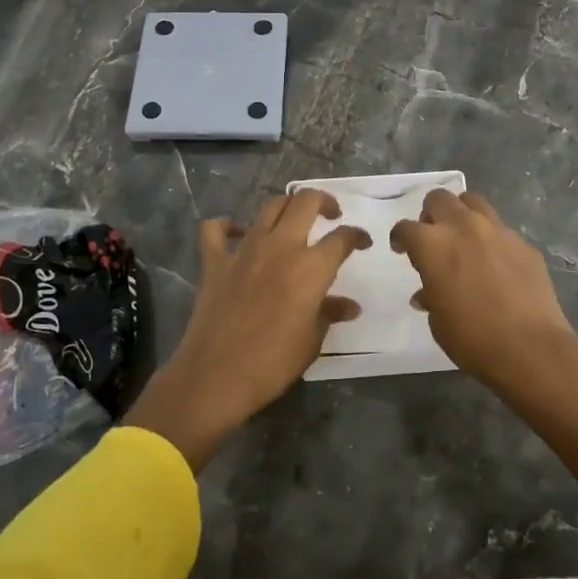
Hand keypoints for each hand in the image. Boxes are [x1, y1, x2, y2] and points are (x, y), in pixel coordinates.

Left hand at [125, 190, 369, 468]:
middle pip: (305, 202)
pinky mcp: (215, 262)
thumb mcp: (312, 341)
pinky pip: (216, 230)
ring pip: (269, 207)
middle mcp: (280, 247)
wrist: (216, 376)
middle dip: (324, 201)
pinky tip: (237, 233)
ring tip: (294, 220)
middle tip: (331, 215)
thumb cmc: (273, 363)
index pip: (342, 238)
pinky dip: (227, 226)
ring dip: (286, 207)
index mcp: (310, 267)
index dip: (356, 236)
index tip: (362, 242)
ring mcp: (244, 250)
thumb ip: (330, 313)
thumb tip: (349, 306)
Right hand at [390, 189, 577, 394]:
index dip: (400, 238)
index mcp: (433, 245)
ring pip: (473, 202)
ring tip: (463, 238)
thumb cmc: (472, 338)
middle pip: (439, 199)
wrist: (530, 348)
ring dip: (462, 214)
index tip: (402, 249)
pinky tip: (495, 263)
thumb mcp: (438, 321)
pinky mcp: (523, 243)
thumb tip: (428, 293)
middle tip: (433, 238)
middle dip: (430, 215)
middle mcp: (463, 227)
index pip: (406, 228)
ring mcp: (497, 231)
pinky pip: (501, 229)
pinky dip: (491, 238)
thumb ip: (430, 295)